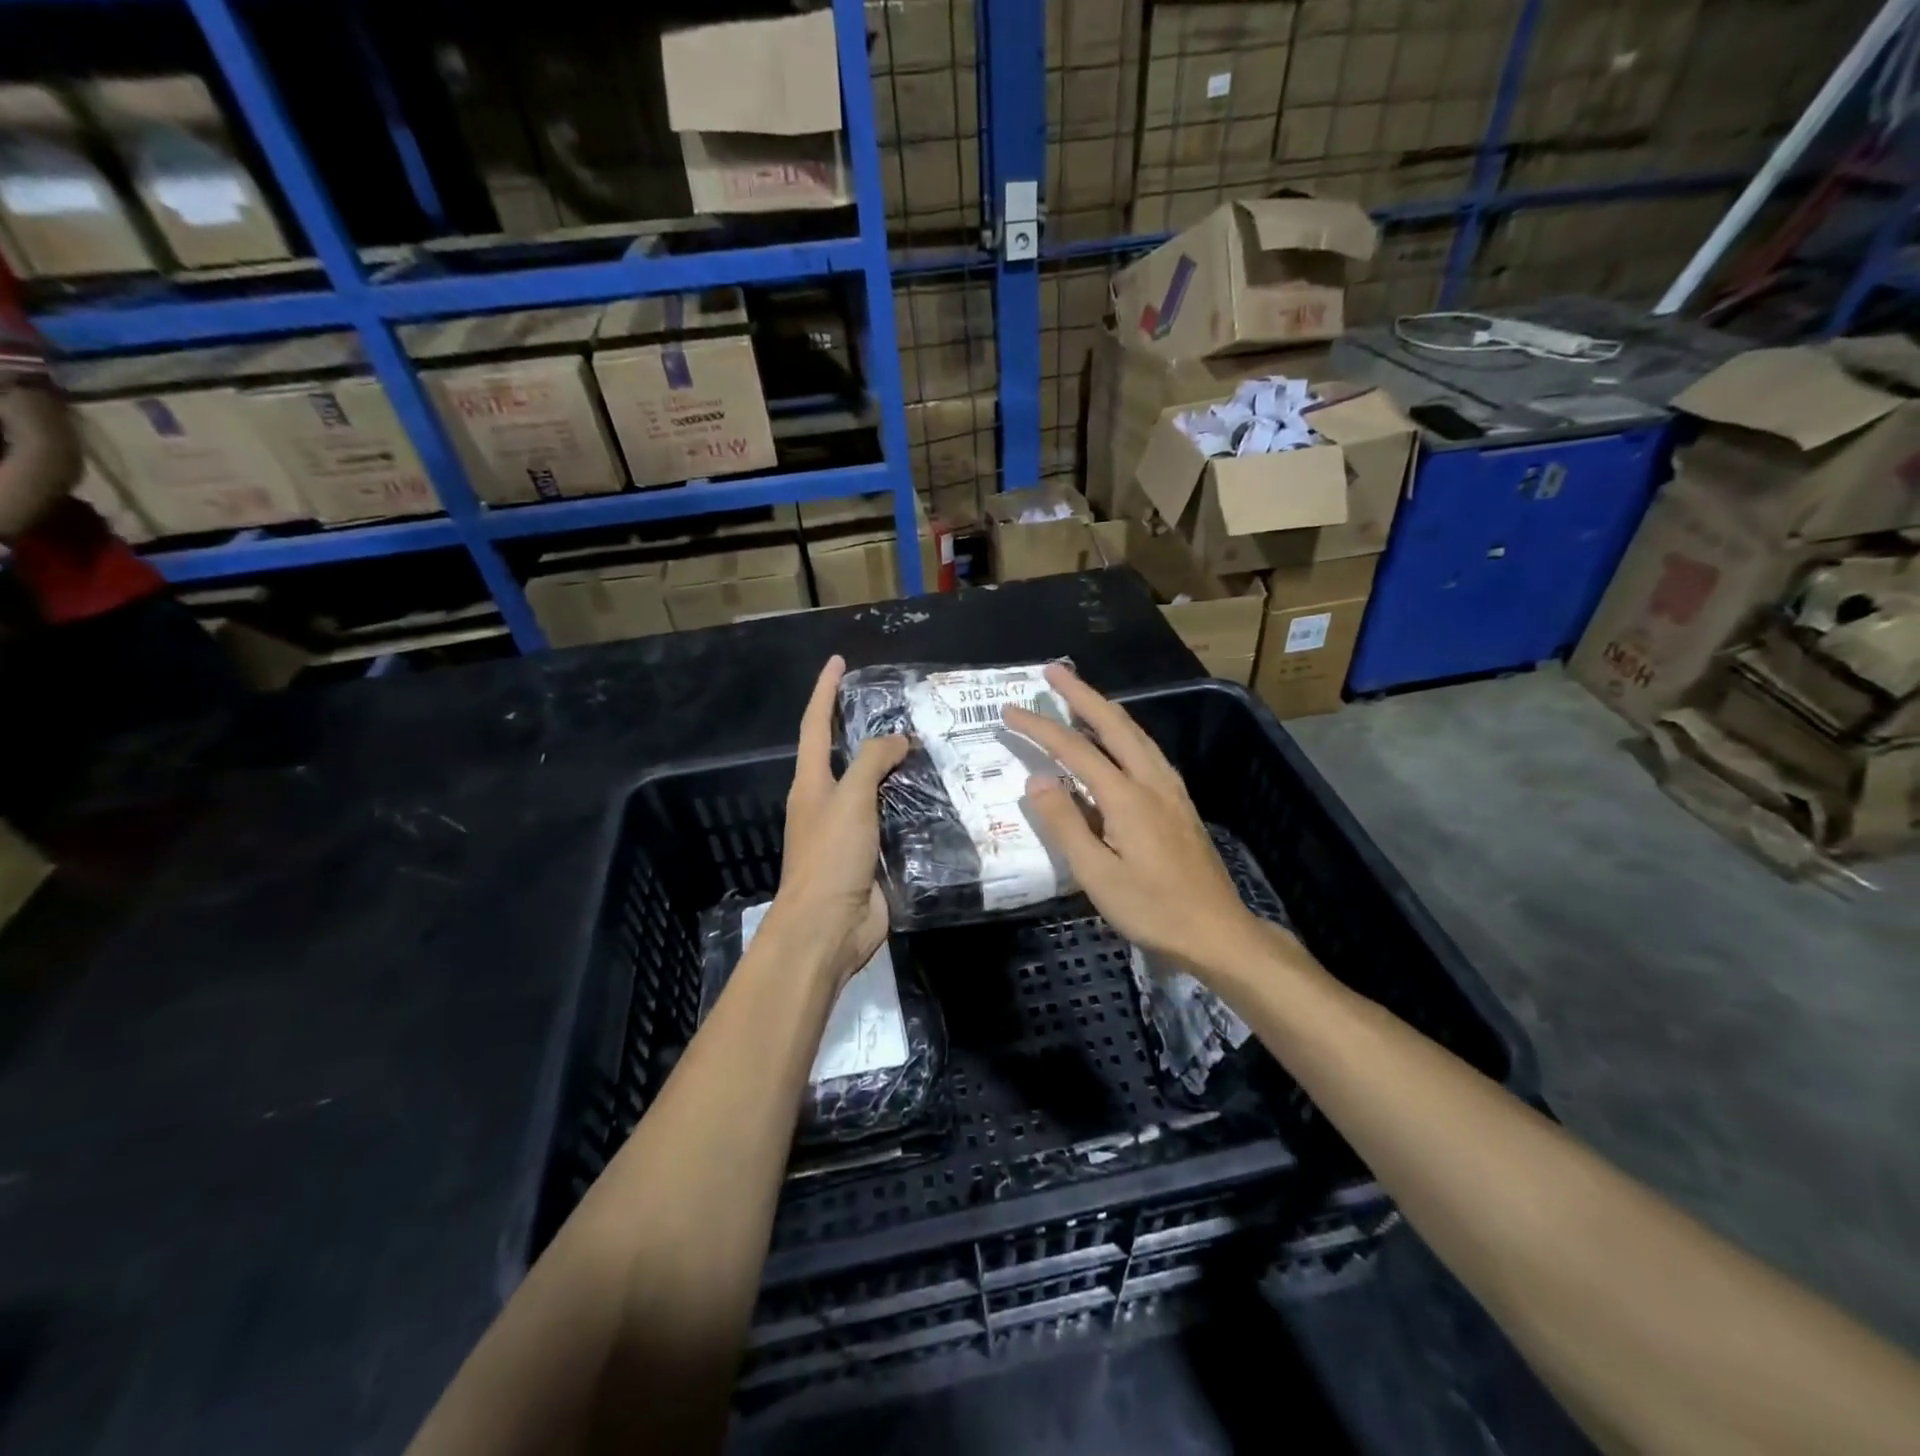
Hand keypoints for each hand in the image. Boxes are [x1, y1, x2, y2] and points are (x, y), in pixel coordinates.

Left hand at [764, 656, 908, 987]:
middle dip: (868, 729)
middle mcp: (828, 802)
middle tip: (904, 707)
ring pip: (877, 788)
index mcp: (811, 784)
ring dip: (898, 769)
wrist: (828, 928)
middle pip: (848, 756)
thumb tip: (897, 739)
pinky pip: (897, 820)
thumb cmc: (829, 857)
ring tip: (933, 745)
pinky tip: (941, 795)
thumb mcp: (848, 800)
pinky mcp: (875, 855)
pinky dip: (914, 804)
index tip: (838, 662)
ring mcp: (852, 831)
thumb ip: (872, 762)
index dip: (824, 692)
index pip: (815, 726)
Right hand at [1005, 665, 1273, 978]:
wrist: (1218, 933)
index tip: (1010, 711)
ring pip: (1137, 734)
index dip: (1040, 728)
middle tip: (1053, 672)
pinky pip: (1148, 751)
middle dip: (1082, 694)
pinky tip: (1120, 741)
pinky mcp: (1180, 804)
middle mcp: (1152, 782)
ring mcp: (1171, 791)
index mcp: (1127, 798)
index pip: (1075, 750)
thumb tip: (1037, 780)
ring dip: (1106, 709)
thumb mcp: (1097, 876)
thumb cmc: (1153, 910)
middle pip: (1115, 724)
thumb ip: (1065, 825)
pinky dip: (1125, 732)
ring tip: (1081, 696)